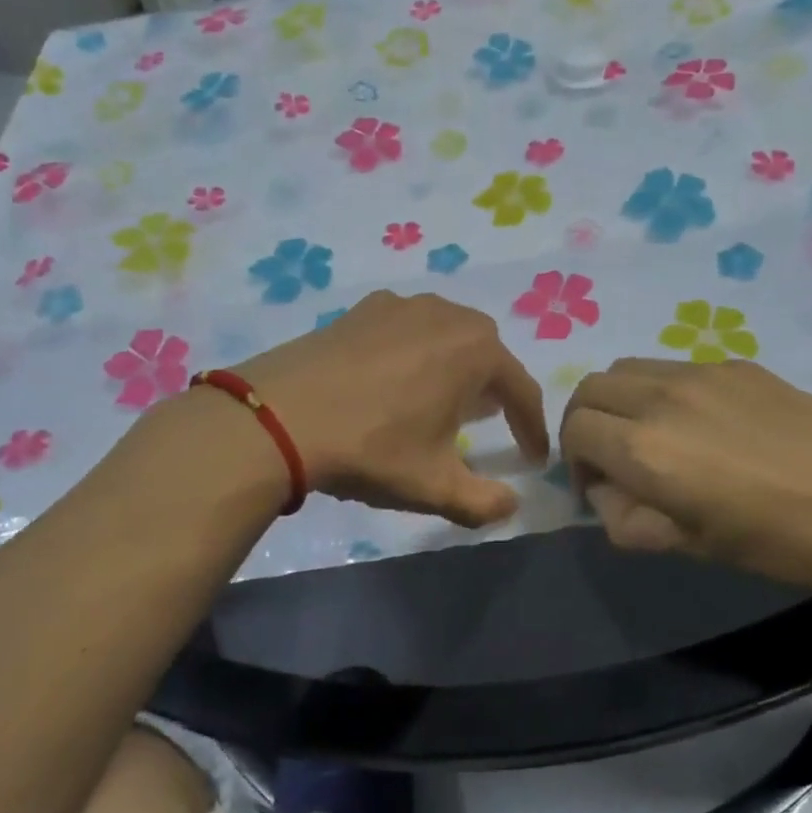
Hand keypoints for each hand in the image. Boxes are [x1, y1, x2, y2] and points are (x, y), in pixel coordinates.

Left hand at [232, 291, 549, 527]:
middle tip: (487, 422)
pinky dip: (414, 352)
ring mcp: (401, 306)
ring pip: (446, 335)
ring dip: (454, 367)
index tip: (532, 459)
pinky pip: (406, 328)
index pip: (521, 391)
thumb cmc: (372, 448)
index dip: (532, 428)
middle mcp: (446, 316)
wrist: (279, 417)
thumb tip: (511, 506)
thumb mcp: (434, 486)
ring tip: (441, 399)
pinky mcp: (361, 309)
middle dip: (495, 389)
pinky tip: (393, 379)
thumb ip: (484, 502)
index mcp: (477, 351)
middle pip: (487, 354)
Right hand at [559, 358, 811, 595]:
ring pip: (628, 368)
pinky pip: (673, 367)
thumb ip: (627, 518)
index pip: (574, 430)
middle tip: (612, 458)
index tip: (599, 488)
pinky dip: (660, 391)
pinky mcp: (735, 364)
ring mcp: (701, 373)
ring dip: (620, 400)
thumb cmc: (777, 541)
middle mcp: (661, 398)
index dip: (574, 462)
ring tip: (651, 435)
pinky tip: (702, 424)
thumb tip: (606, 491)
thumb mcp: (689, 545)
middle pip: (590, 388)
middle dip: (586, 422)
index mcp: (645, 449)